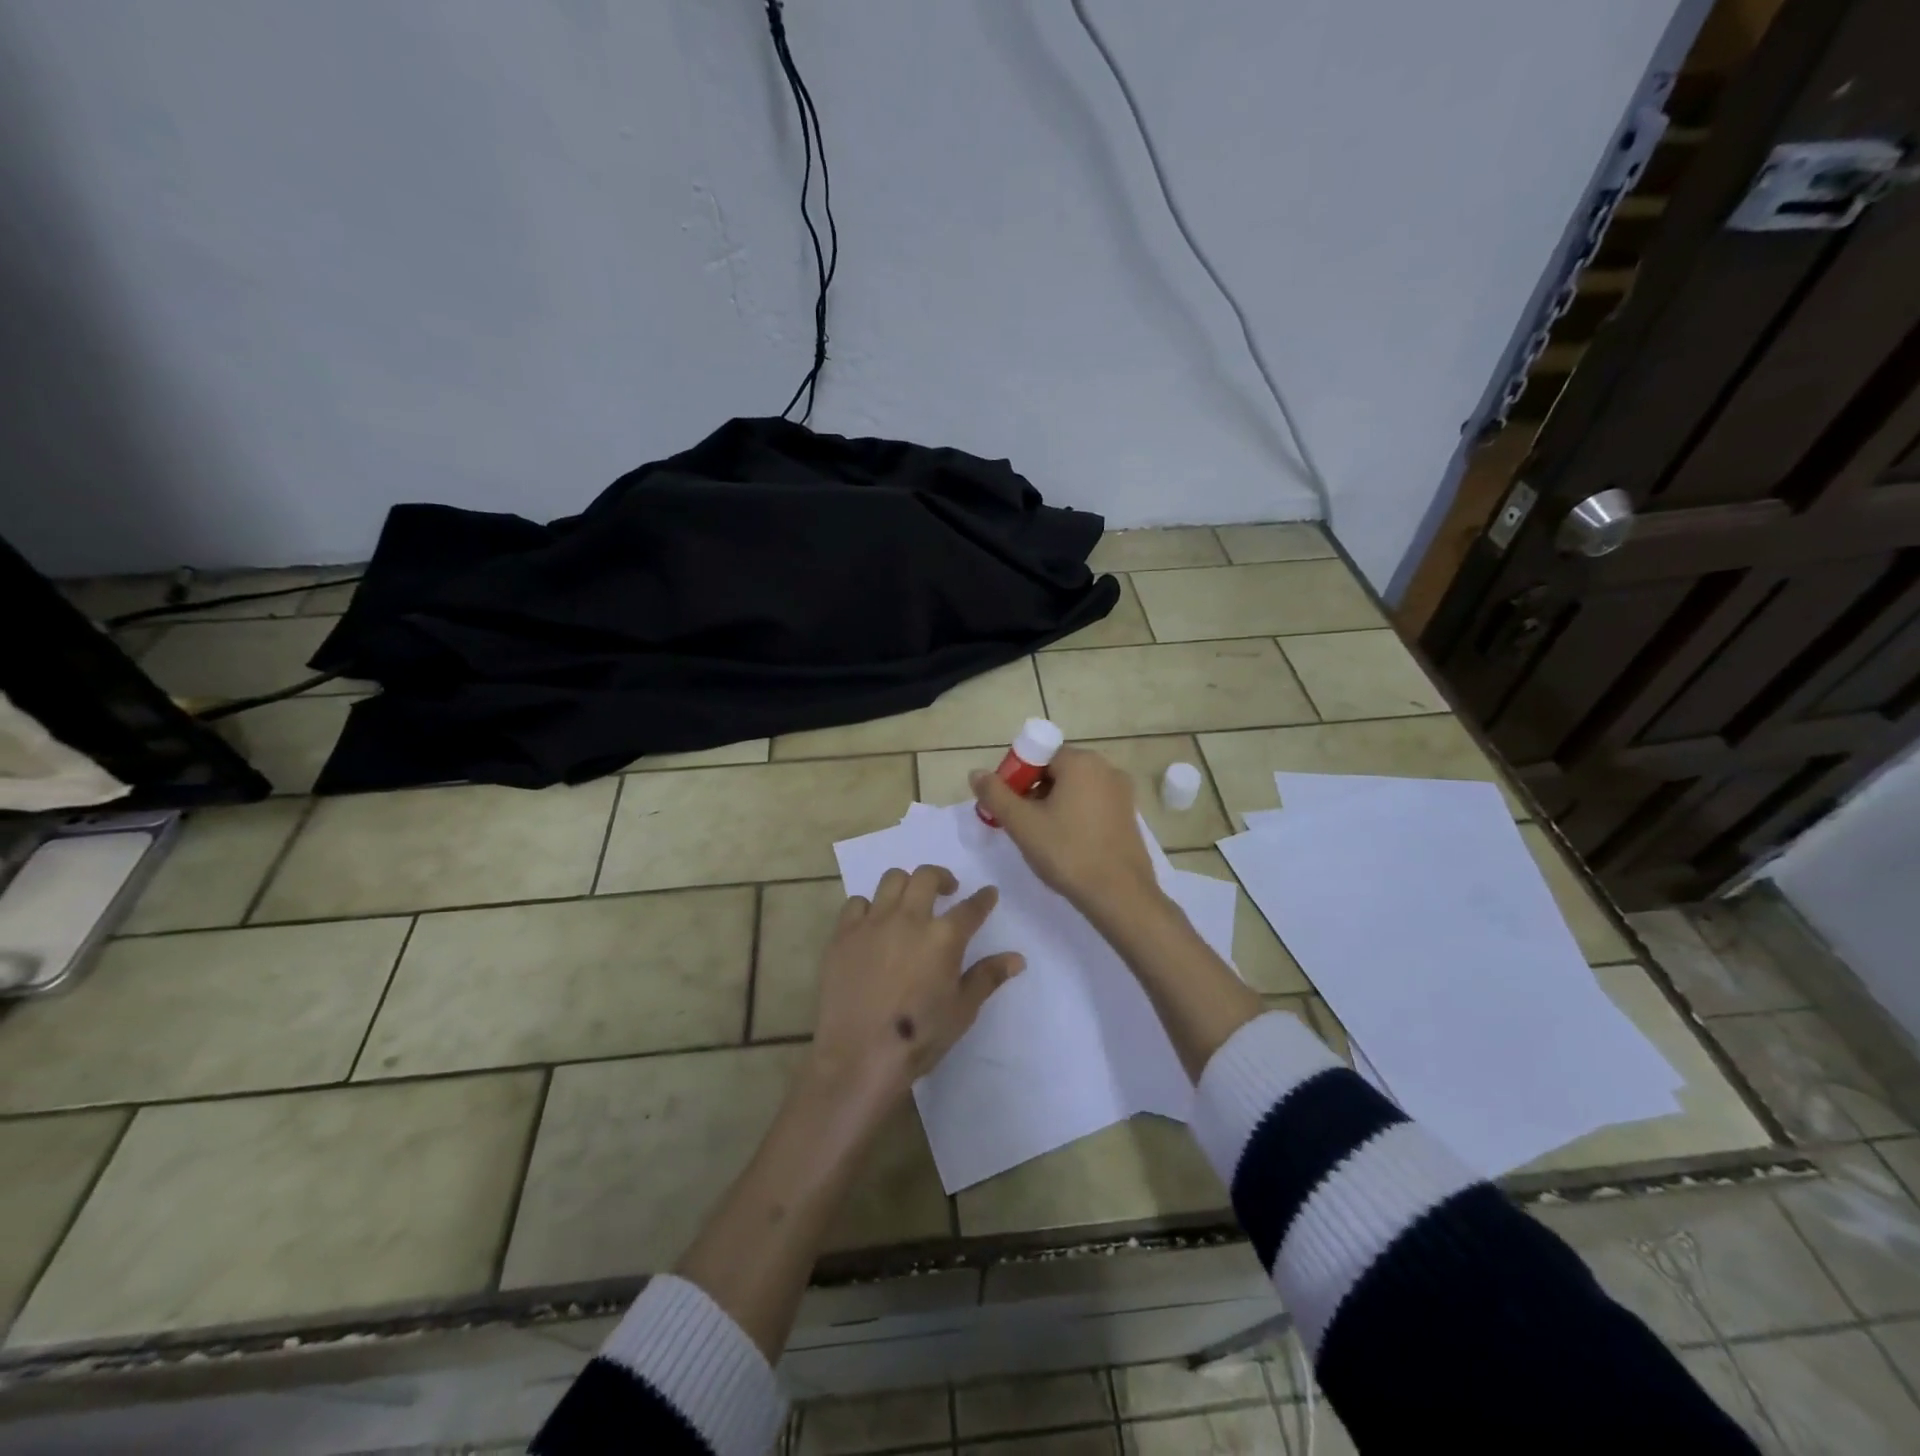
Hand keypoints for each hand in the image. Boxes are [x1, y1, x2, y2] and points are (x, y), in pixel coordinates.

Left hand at [807, 865, 1024, 1111]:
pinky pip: (855, 903)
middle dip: (942, 877)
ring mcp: (873, 923)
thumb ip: (988, 977)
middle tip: (946, 891)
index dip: (983, 898)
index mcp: (944, 937)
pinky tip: (873, 924)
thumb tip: (1017, 958)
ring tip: (909, 901)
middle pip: (927, 876)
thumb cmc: (919, 1038)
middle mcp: (909, 918)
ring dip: (906, 884)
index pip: (971, 907)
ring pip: (891, 880)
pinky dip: (868, 907)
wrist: (859, 1056)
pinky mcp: (843, 934)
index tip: (988, 894)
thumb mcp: (962, 1011)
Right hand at [970, 747, 1161, 928]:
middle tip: (1019, 823)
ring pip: (1074, 788)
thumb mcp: (1023, 824)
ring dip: (1052, 804)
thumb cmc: (1068, 853)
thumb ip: (995, 794)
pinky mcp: (1128, 815)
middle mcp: (1106, 768)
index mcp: (1081, 762)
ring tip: (1041, 837)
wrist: (1120, 895)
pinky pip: (1092, 804)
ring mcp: (1121, 792)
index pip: (1038, 755)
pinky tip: (1065, 843)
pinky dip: (1074, 815)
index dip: (1016, 777)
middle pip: (1056, 770)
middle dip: (1033, 792)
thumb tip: (976, 773)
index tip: (1007, 805)